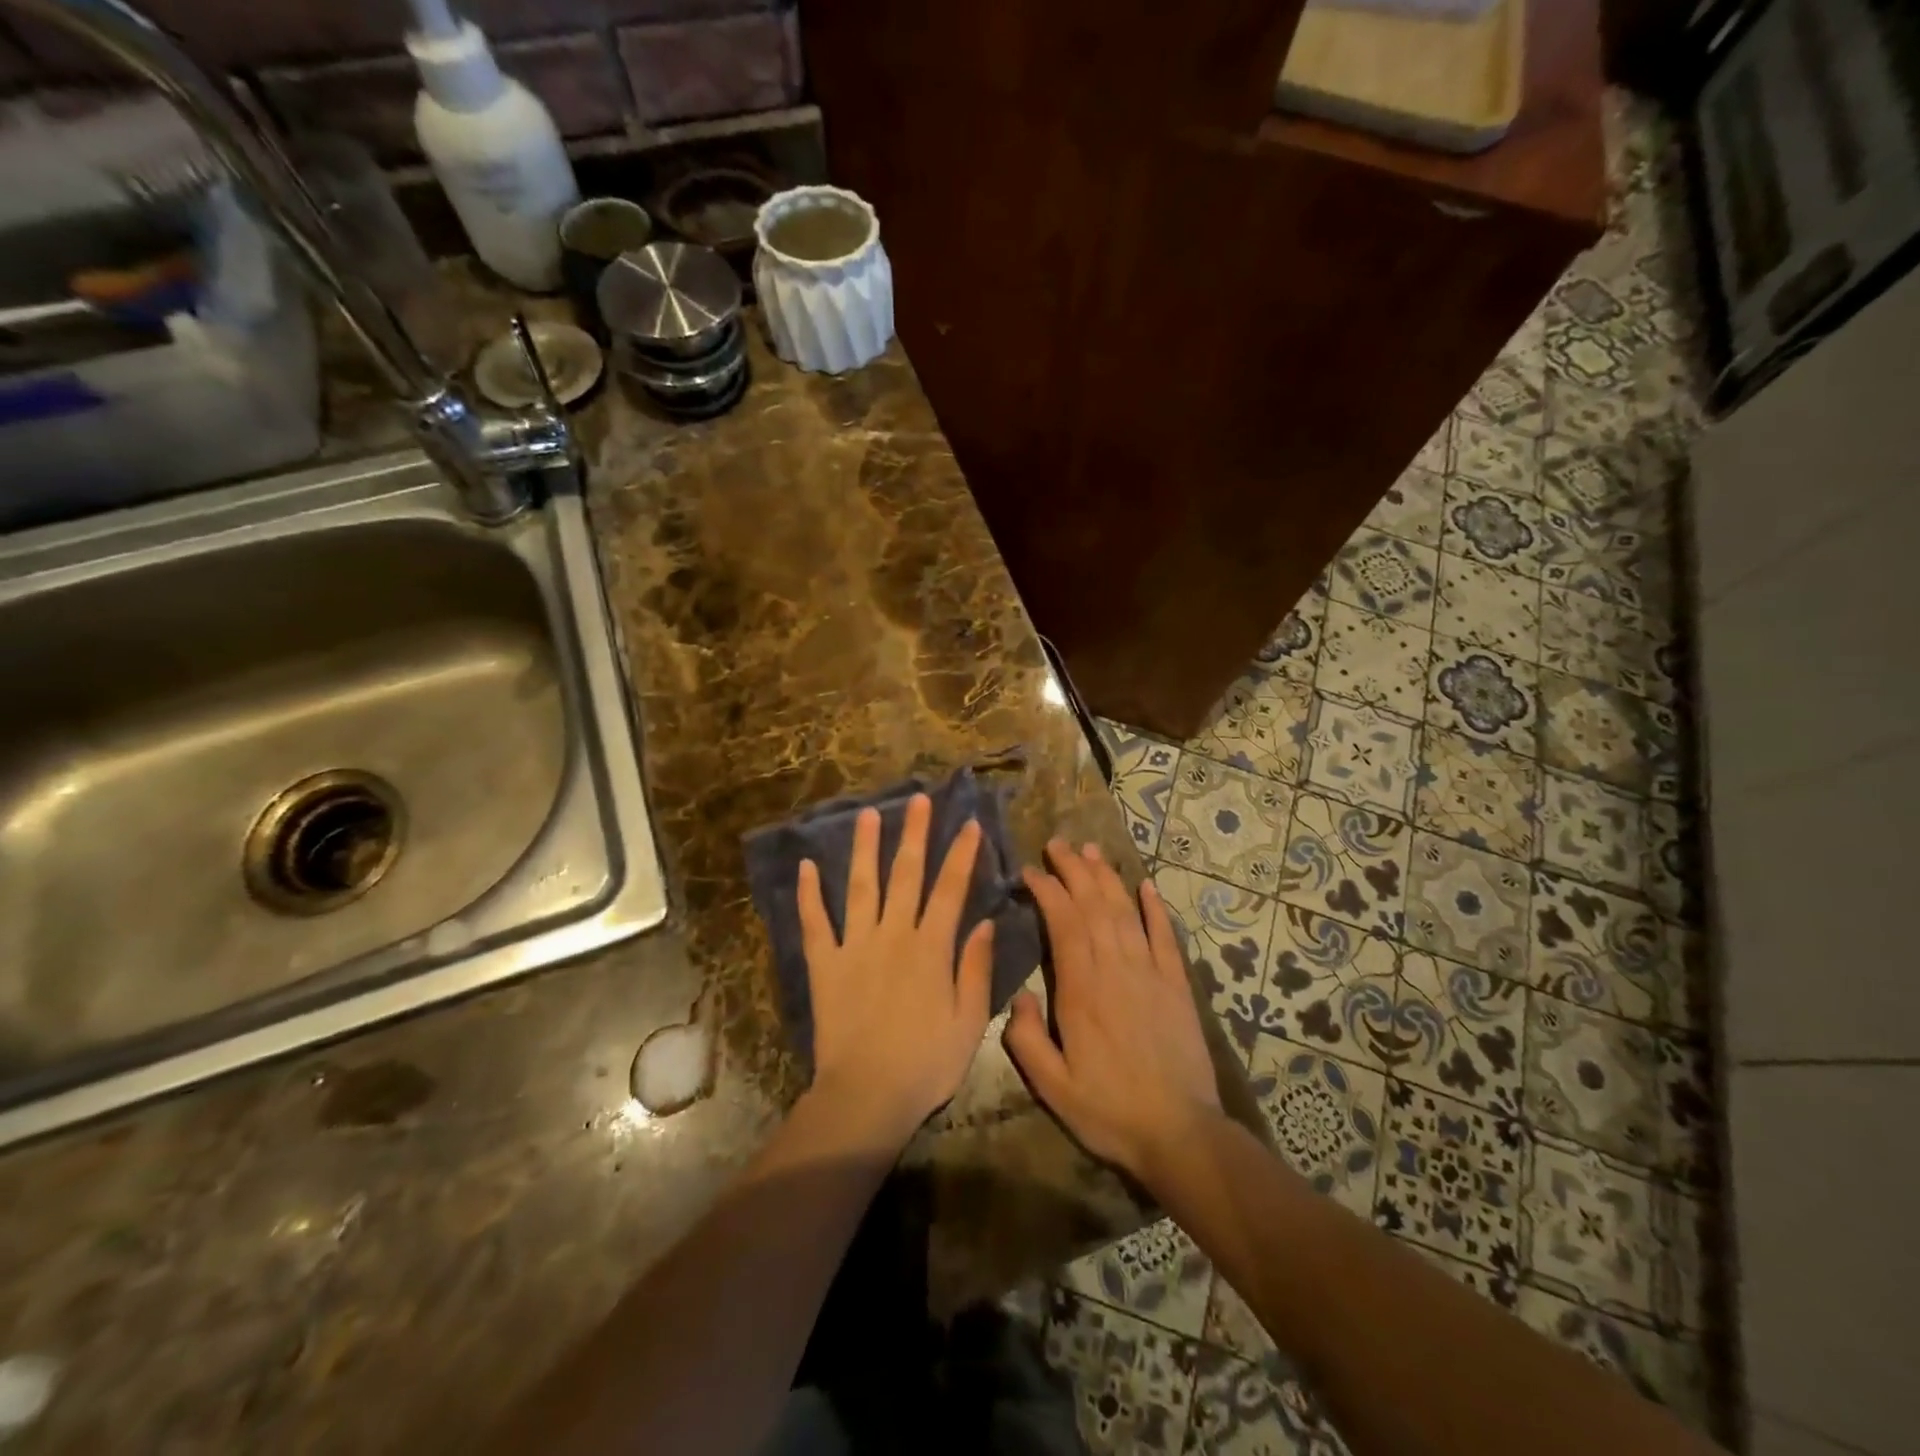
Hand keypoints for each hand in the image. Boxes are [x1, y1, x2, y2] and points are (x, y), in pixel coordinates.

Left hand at [796, 794, 994, 1146]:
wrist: (867, 1096)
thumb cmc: (926, 1063)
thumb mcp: (970, 1021)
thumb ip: (976, 968)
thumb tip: (986, 922)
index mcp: (931, 948)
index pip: (950, 889)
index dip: (961, 854)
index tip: (969, 824)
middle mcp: (893, 935)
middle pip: (905, 874)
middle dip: (915, 834)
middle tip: (918, 799)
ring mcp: (854, 946)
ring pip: (861, 886)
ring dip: (864, 848)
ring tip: (868, 813)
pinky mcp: (824, 964)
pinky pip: (814, 923)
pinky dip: (809, 894)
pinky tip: (805, 866)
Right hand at [1004, 841, 1221, 1184]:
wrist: (1179, 1133)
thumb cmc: (1109, 1110)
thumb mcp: (1052, 1086)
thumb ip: (1026, 1039)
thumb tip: (1019, 998)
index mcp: (1081, 990)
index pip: (1063, 922)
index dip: (1047, 890)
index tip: (1030, 871)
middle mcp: (1115, 969)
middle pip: (1093, 905)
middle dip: (1074, 870)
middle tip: (1057, 844)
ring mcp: (1150, 973)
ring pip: (1125, 912)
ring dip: (1107, 878)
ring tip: (1092, 852)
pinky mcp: (1177, 985)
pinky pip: (1165, 936)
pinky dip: (1155, 908)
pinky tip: (1146, 886)